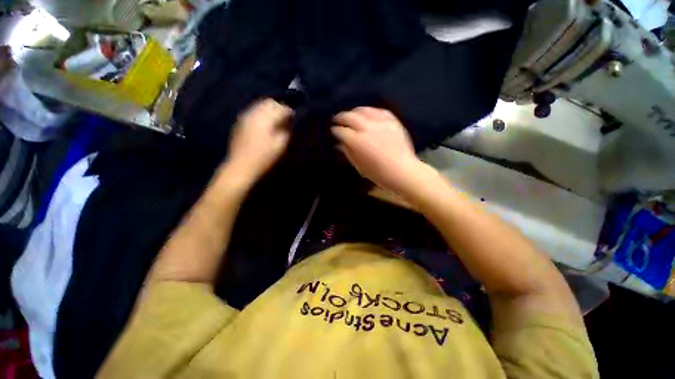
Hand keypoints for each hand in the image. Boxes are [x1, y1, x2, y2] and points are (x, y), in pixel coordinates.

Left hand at [226, 99, 292, 182]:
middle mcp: (254, 114)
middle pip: (268, 103)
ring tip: (276, 120)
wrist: (241, 166)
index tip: (294, 117)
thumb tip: (288, 123)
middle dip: (279, 107)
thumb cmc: (264, 158)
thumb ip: (286, 131)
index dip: (289, 111)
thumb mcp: (280, 146)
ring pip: (259, 106)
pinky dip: (261, 114)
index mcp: (265, 119)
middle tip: (285, 117)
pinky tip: (264, 125)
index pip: (280, 108)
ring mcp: (245, 118)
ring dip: (269, 110)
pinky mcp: (240, 123)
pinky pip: (252, 112)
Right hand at [332, 107, 430, 195]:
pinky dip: (372, 111)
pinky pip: (380, 111)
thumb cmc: (379, 174)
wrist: (403, 171)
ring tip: (351, 114)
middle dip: (341, 117)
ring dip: (355, 111)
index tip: (334, 131)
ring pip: (365, 110)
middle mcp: (368, 129)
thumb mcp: (359, 166)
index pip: (342, 131)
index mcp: (358, 142)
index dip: (336, 130)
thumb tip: (339, 144)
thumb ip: (348, 153)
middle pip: (351, 117)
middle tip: (337, 119)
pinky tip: (368, 114)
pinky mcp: (393, 122)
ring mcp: (382, 123)